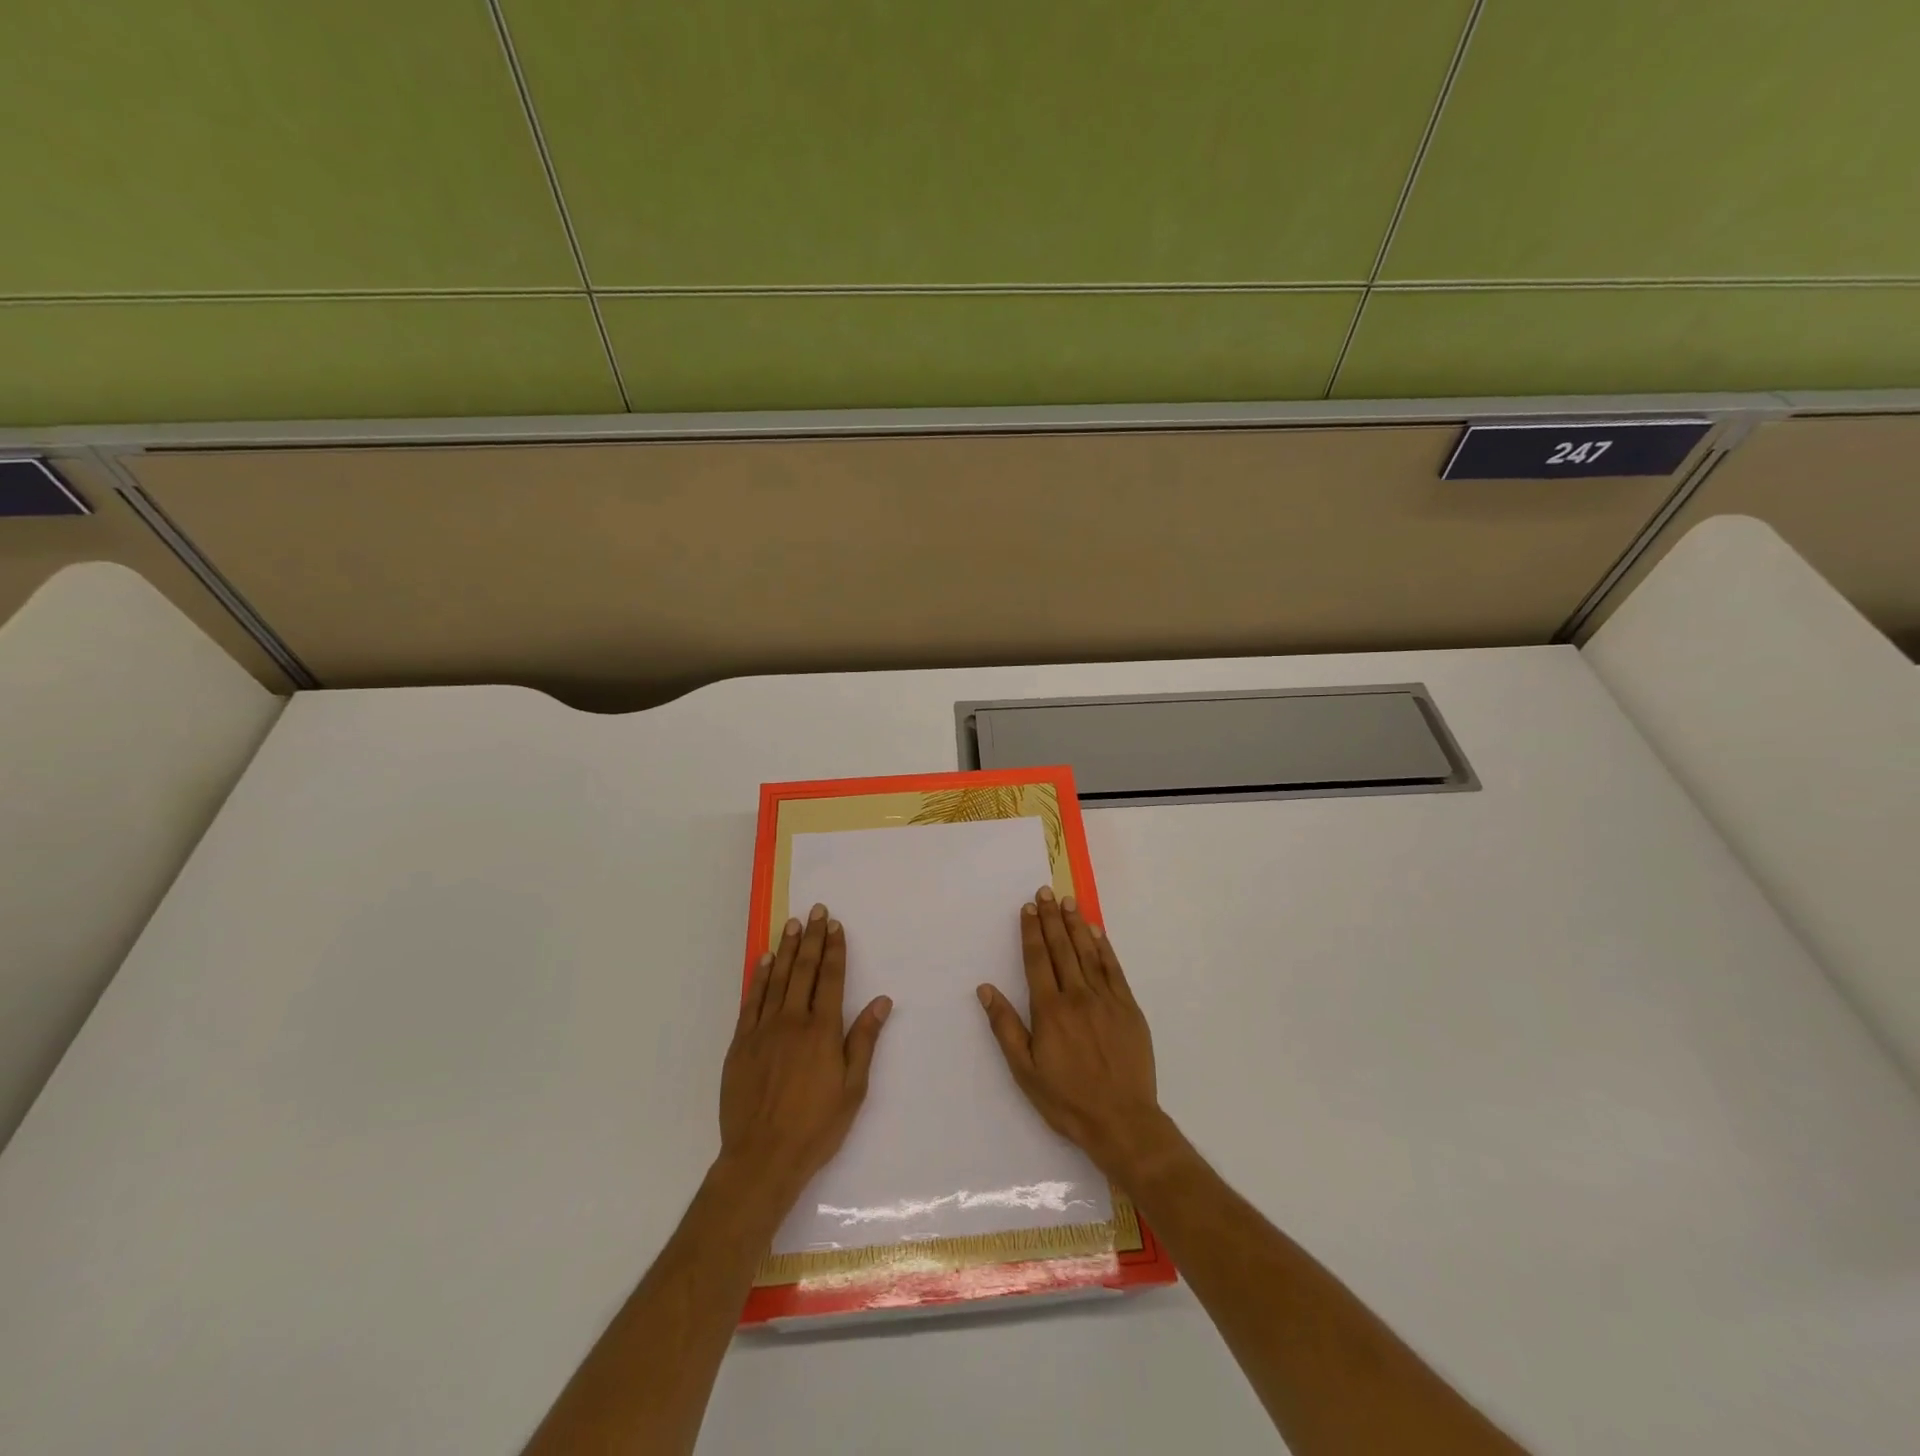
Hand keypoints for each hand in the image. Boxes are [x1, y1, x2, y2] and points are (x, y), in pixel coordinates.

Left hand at [720, 905, 891, 1202]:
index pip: (830, 979)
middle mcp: (792, 1021)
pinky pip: (751, 1001)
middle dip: (812, 938)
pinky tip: (763, 959)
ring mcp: (763, 1030)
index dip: (834, 950)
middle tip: (816, 910)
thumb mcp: (853, 1088)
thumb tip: (881, 1001)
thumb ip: (864, 1040)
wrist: (762, 1158)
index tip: (836, 926)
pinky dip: (758, 977)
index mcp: (822, 1031)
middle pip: (803, 970)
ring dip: (786, 949)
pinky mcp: (741, 1044)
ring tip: (792, 924)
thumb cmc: (816, 1126)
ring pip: (776, 979)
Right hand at [977, 887, 1173, 1184]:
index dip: (1031, 931)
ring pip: (1087, 953)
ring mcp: (1106, 999)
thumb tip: (985, 989)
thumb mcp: (1025, 1070)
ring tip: (1068, 902)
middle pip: (1061, 948)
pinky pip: (1114, 969)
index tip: (1027, 908)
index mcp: (1049, 1010)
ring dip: (1076, 925)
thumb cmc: (1067, 1099)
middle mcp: (1077, 996)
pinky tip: (1097, 932)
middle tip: (1046, 892)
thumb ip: (1005, 1027)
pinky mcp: (1128, 1008)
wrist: (1122, 1120)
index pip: (1036, 960)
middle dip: (1051, 918)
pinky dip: (1104, 948)